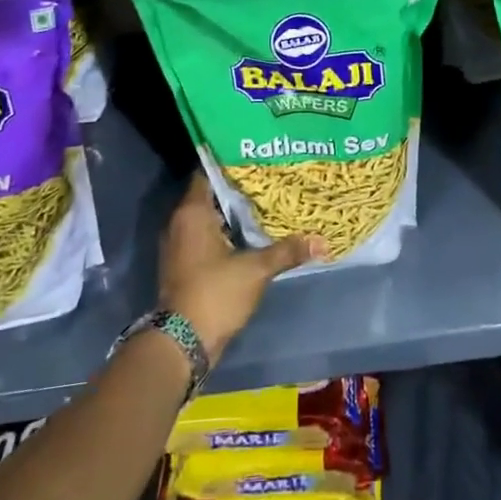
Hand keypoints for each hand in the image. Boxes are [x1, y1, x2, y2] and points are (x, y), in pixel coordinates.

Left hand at [159, 172, 325, 359]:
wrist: (182, 343)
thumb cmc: (215, 294)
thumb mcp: (256, 270)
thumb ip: (287, 251)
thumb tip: (322, 241)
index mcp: (192, 213)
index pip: (207, 172)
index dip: (230, 162)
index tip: (255, 156)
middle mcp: (179, 223)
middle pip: (209, 194)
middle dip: (236, 187)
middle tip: (267, 177)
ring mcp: (178, 245)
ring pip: (207, 217)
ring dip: (231, 212)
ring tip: (264, 202)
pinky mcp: (182, 265)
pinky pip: (204, 236)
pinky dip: (224, 232)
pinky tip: (250, 233)